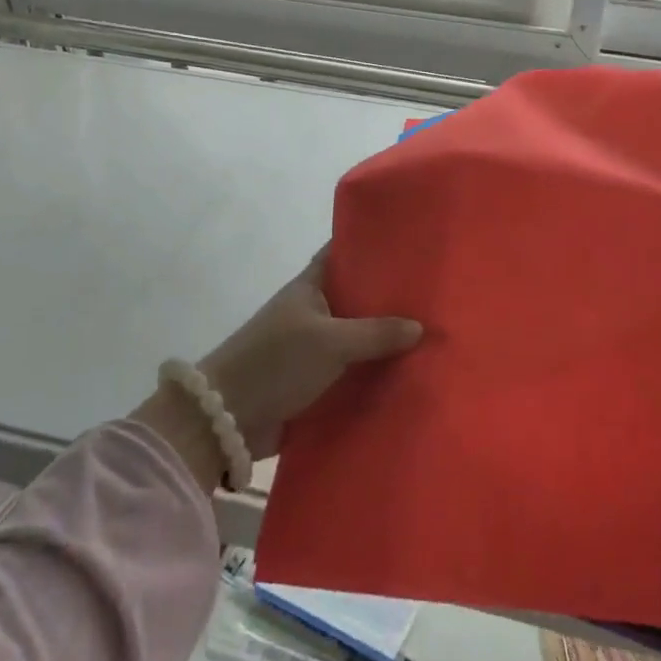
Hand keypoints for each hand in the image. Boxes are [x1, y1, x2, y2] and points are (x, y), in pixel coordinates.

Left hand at [198, 248, 422, 460]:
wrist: (226, 418)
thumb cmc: (276, 362)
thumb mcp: (330, 342)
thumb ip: (375, 333)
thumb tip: (420, 327)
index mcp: (309, 287)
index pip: (342, 253)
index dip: (370, 245)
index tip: (408, 242)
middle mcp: (312, 311)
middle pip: (356, 297)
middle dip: (389, 298)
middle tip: (434, 296)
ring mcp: (311, 346)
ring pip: (356, 336)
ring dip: (384, 339)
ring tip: (432, 335)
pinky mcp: (312, 380)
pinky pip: (350, 370)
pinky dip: (372, 371)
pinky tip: (406, 374)